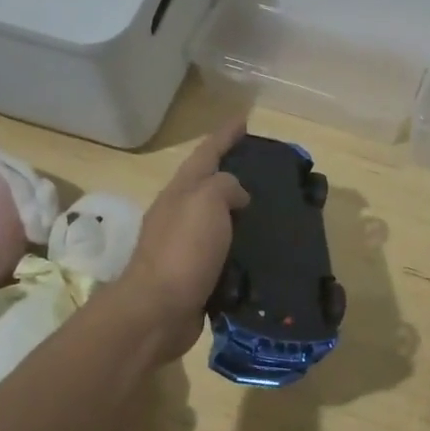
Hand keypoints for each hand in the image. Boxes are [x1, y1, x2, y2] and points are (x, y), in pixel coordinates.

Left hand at [113, 117, 250, 359]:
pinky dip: (241, 249)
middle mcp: (179, 215)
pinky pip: (223, 254)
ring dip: (239, 214)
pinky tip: (261, 253)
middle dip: (232, 174)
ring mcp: (184, 247)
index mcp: (181, 192)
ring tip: (271, 213)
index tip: (244, 119)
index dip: (225, 135)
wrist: (157, 311)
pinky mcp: (195, 276)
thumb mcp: (206, 202)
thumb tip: (237, 195)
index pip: (206, 154)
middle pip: (208, 185)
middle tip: (265, 171)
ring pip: (217, 221)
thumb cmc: (182, 250)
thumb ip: (225, 187)